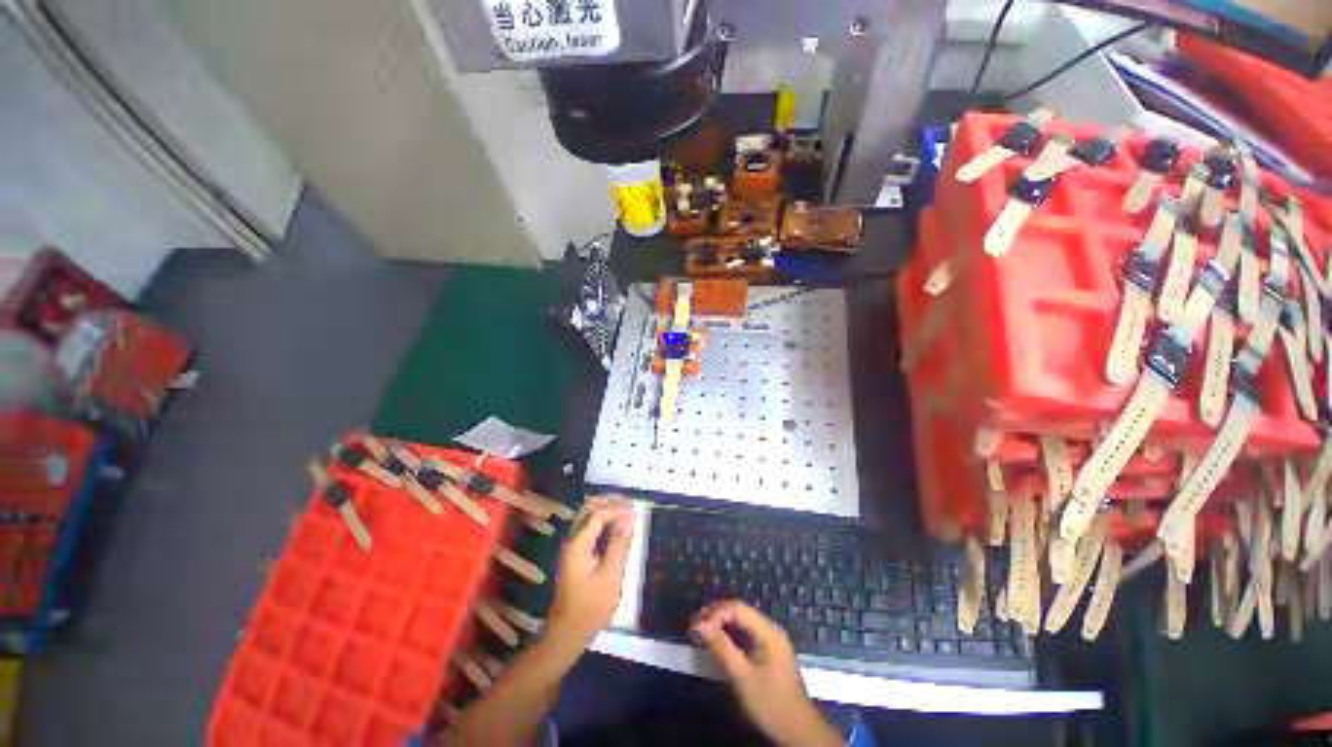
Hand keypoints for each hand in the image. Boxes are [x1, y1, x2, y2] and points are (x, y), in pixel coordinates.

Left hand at [546, 497, 633, 647]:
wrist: (567, 633)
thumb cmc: (591, 606)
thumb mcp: (610, 575)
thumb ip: (619, 545)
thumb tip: (629, 520)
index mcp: (578, 544)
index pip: (598, 515)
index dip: (617, 510)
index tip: (634, 511)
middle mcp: (572, 541)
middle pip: (588, 511)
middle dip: (608, 504)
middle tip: (629, 504)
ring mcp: (572, 548)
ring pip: (587, 518)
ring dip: (605, 511)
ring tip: (624, 510)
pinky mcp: (575, 556)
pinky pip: (588, 529)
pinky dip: (602, 522)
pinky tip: (614, 527)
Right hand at [692, 600, 840, 746]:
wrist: (798, 731)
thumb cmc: (770, 704)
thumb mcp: (742, 677)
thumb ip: (722, 647)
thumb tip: (700, 624)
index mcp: (768, 631)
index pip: (737, 608)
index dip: (715, 613)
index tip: (696, 626)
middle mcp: (770, 628)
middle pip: (739, 610)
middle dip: (715, 615)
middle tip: (695, 627)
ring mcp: (771, 639)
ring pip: (741, 620)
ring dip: (721, 623)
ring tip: (702, 632)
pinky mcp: (769, 650)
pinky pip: (746, 632)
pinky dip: (729, 632)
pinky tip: (718, 640)